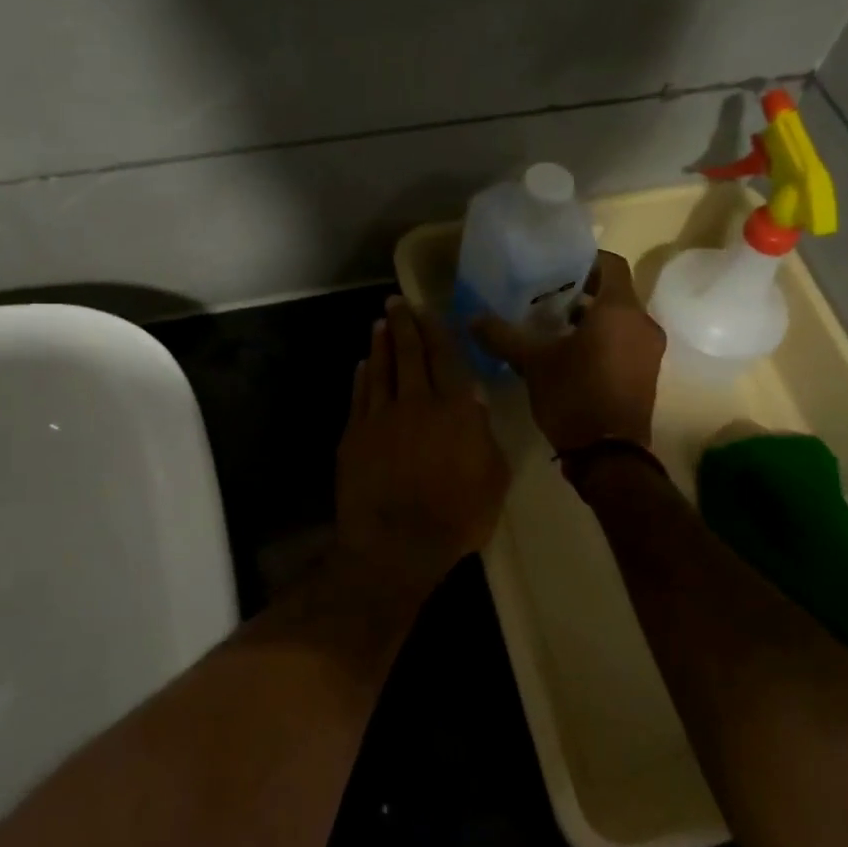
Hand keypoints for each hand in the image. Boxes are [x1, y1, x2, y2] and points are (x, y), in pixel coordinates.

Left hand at [336, 296, 510, 581]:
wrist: (396, 543)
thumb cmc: (456, 517)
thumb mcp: (493, 478)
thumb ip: (484, 435)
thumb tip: (473, 401)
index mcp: (455, 409)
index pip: (446, 358)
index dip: (436, 331)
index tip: (427, 310)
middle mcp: (417, 402)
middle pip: (409, 354)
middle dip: (404, 324)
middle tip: (396, 302)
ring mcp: (380, 417)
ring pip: (381, 369)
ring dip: (381, 344)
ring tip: (379, 323)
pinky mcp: (354, 435)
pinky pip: (360, 396)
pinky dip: (362, 377)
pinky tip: (363, 366)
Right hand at [474, 251, 664, 453]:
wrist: (608, 456)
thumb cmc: (574, 396)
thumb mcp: (532, 363)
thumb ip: (503, 336)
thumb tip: (472, 319)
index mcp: (620, 310)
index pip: (610, 264)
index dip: (584, 260)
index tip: (556, 267)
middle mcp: (642, 324)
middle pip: (614, 293)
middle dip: (581, 292)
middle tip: (545, 297)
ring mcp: (649, 351)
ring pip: (620, 320)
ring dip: (591, 319)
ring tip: (552, 328)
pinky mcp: (646, 375)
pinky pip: (625, 343)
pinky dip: (602, 340)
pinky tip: (570, 356)